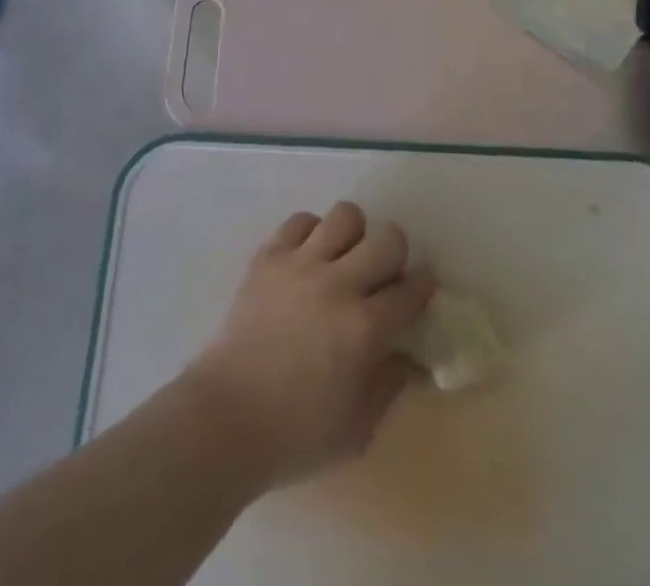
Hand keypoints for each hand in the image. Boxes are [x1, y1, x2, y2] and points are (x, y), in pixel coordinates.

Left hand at [182, 202, 434, 489]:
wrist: (227, 417)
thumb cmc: (296, 434)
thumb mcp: (358, 429)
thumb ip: (390, 386)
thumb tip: (411, 358)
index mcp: (365, 328)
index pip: (411, 290)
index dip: (422, 286)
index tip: (420, 289)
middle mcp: (338, 284)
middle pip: (387, 239)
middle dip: (395, 254)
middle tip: (384, 275)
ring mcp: (301, 264)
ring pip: (345, 216)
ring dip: (353, 236)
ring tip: (343, 259)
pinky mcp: (269, 256)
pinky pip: (300, 221)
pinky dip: (311, 233)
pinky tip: (308, 258)